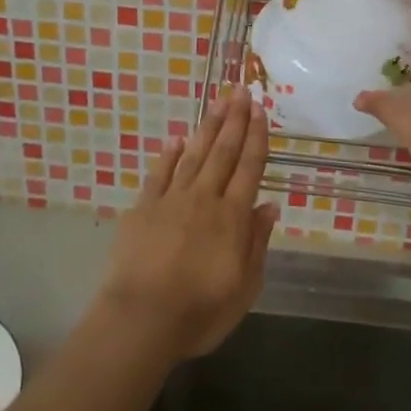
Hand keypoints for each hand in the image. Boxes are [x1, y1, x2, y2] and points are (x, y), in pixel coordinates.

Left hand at [92, 88, 278, 364]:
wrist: (141, 319)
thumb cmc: (199, 312)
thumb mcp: (244, 288)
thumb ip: (257, 243)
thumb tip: (269, 205)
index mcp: (232, 217)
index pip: (249, 168)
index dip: (256, 137)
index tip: (260, 110)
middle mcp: (204, 199)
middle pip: (223, 152)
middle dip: (235, 120)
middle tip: (241, 91)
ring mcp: (171, 200)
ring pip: (194, 155)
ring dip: (208, 127)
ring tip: (218, 102)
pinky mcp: (143, 208)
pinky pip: (160, 174)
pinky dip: (169, 155)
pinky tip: (176, 139)